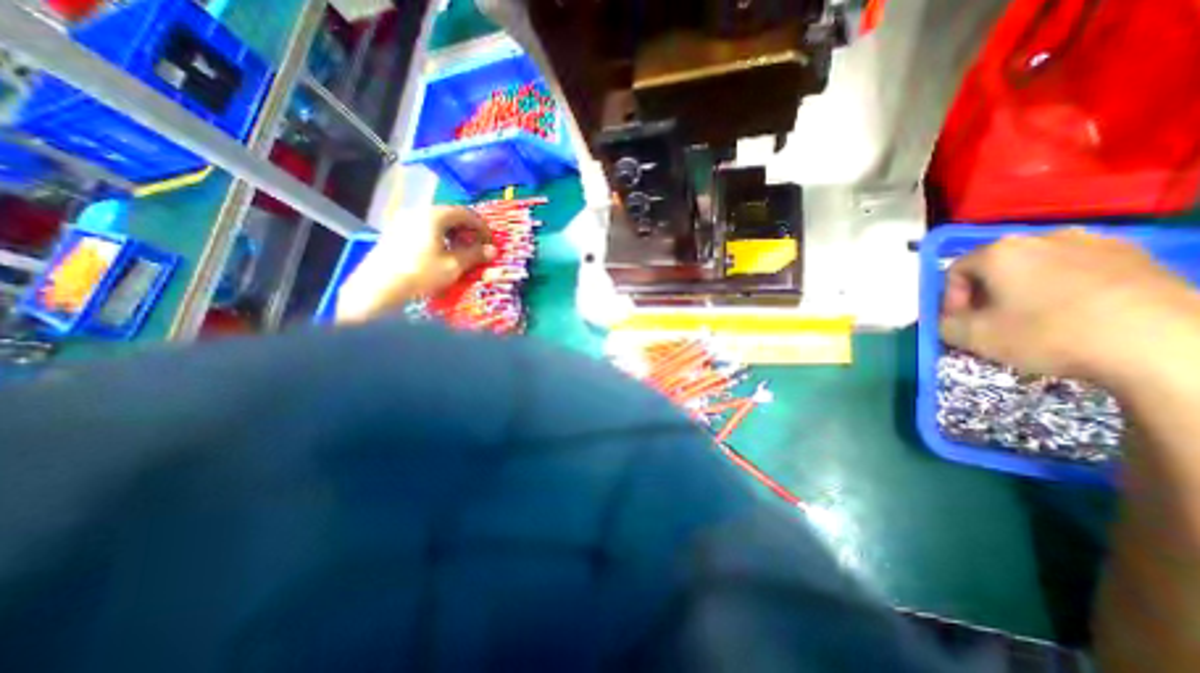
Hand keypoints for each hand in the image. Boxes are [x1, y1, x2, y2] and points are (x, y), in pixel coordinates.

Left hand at [335, 204, 493, 321]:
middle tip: (477, 245)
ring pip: (435, 221)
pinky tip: (440, 252)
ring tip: (460, 249)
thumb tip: (493, 250)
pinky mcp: (394, 232)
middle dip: (467, 229)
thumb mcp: (453, 265)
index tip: (490, 240)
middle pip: (449, 214)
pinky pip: (423, 228)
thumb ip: (474, 254)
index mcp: (434, 216)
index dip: (481, 226)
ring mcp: (403, 221)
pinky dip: (438, 236)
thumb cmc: (421, 273)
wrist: (379, 287)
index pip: (465, 213)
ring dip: (452, 233)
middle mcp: (418, 211)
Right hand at [936, 229, 1198, 385]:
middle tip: (992, 321)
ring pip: (1039, 266)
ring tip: (1036, 318)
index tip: (959, 322)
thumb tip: (949, 320)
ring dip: (1026, 289)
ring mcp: (1098, 242)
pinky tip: (1078, 314)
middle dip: (987, 293)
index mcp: (1000, 251)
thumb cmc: (1047, 334)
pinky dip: (1067, 289)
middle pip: (996, 266)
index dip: (949, 299)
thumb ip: (944, 325)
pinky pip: (1081, 270)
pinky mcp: (1140, 256)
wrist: (1164, 345)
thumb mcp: (973, 337)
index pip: (955, 271)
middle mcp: (1044, 236)